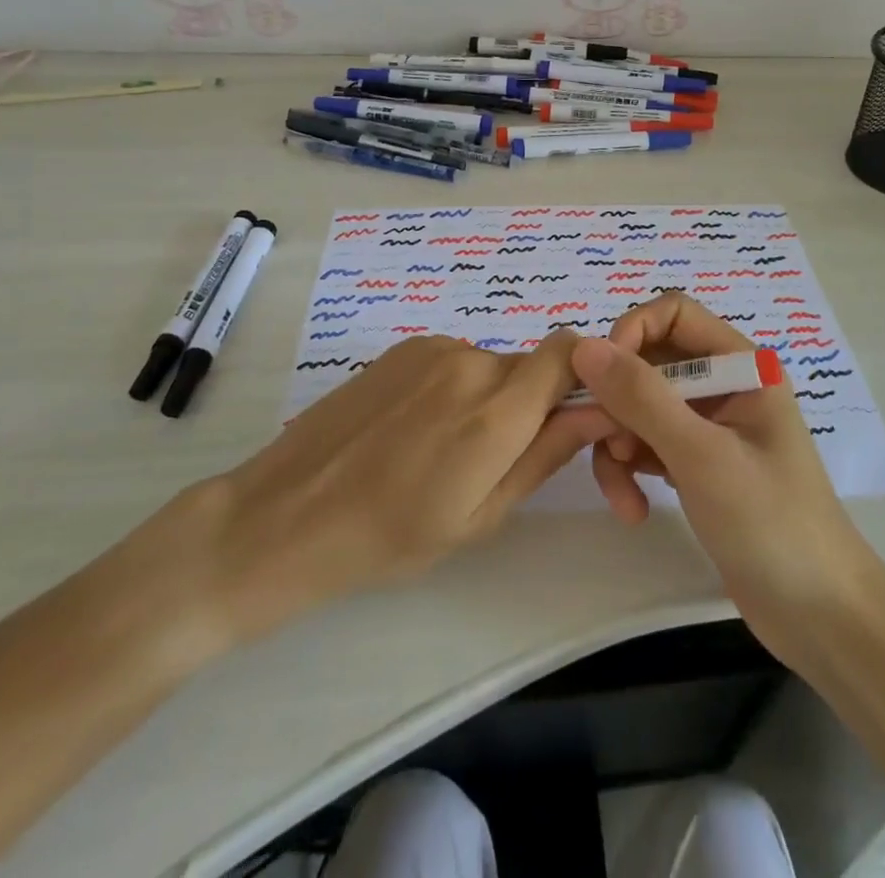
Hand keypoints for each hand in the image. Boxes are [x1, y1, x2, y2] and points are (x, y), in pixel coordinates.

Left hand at [137, 331, 602, 657]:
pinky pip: (454, 359)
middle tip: (496, 456)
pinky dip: (455, 386)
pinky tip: (414, 428)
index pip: (569, 352)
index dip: (583, 374)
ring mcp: (432, 349)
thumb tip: (597, 411)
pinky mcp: (403, 347)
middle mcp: (470, 363)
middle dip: (531, 401)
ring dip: (489, 396)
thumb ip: (545, 455)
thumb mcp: (480, 516)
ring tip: (444, 447)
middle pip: (531, 365)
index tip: (571, 414)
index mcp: (496, 412)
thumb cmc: (391, 537)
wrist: (287, 514)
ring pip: (491, 364)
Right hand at [569, 295, 884, 659]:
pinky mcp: (698, 464)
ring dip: (619, 443)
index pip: (674, 314)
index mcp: (742, 365)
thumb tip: (584, 346)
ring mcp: (710, 426)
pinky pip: (647, 444)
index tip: (602, 376)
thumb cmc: (772, 524)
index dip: (632, 333)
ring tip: (621, 493)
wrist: (820, 619)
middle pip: (650, 363)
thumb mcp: (702, 456)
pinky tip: (633, 508)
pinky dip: (631, 469)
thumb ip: (642, 398)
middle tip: (601, 443)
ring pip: (641, 407)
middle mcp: (724, 385)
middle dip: (619, 402)